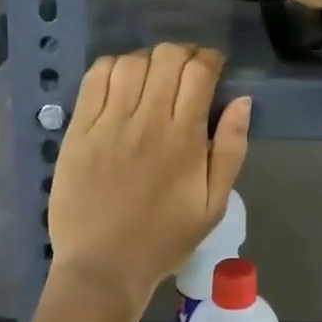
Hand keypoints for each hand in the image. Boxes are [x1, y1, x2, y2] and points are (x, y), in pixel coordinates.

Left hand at [48, 44, 252, 314]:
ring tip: (153, 76)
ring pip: (131, 62)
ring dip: (148, 60)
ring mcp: (108, 123)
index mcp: (184, 139)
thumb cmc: (164, 238)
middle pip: (166, 57)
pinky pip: (95, 79)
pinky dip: (113, 67)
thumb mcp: (214, 204)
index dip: (210, 59)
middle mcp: (147, 121)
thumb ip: (232, 150)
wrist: (103, 267)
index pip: (199, 72)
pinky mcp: (79, 130)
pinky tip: (121, 81)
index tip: (213, 68)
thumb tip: (242, 101)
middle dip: (183, 54)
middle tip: (185, 71)